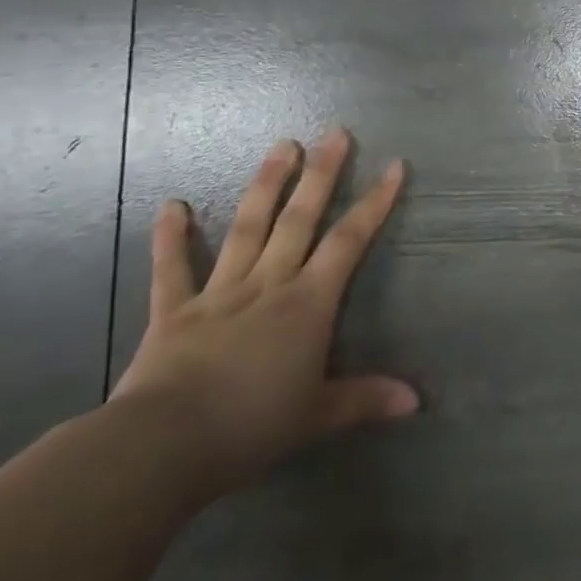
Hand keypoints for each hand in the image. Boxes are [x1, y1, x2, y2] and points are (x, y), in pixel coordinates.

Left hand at [111, 130, 418, 496]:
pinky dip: (170, 238)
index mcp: (307, 303)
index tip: (394, 166)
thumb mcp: (318, 416)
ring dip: (266, 185)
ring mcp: (219, 292)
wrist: (163, 447)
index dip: (375, 202)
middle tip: (335, 133)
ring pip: (248, 227)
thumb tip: (417, 402)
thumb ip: (366, 400)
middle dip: (321, 174)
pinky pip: (172, 269)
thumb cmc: (250, 426)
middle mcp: (269, 283)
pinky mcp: (173, 311)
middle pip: (300, 219)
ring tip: (282, 144)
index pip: (349, 241)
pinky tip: (171, 205)